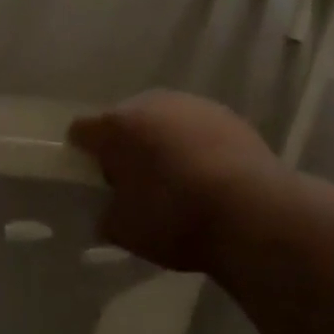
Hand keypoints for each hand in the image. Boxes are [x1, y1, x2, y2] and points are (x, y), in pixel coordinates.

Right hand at [69, 91, 287, 272]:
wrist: (251, 210)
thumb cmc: (176, 218)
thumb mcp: (126, 231)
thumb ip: (108, 215)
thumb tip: (111, 208)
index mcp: (118, 126)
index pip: (82, 129)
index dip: (81, 151)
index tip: (89, 174)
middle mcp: (151, 103)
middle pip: (125, 119)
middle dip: (125, 144)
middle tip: (133, 180)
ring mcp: (191, 104)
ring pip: (164, 119)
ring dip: (162, 141)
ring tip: (175, 177)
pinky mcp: (226, 114)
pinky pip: (196, 127)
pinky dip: (194, 144)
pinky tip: (207, 174)